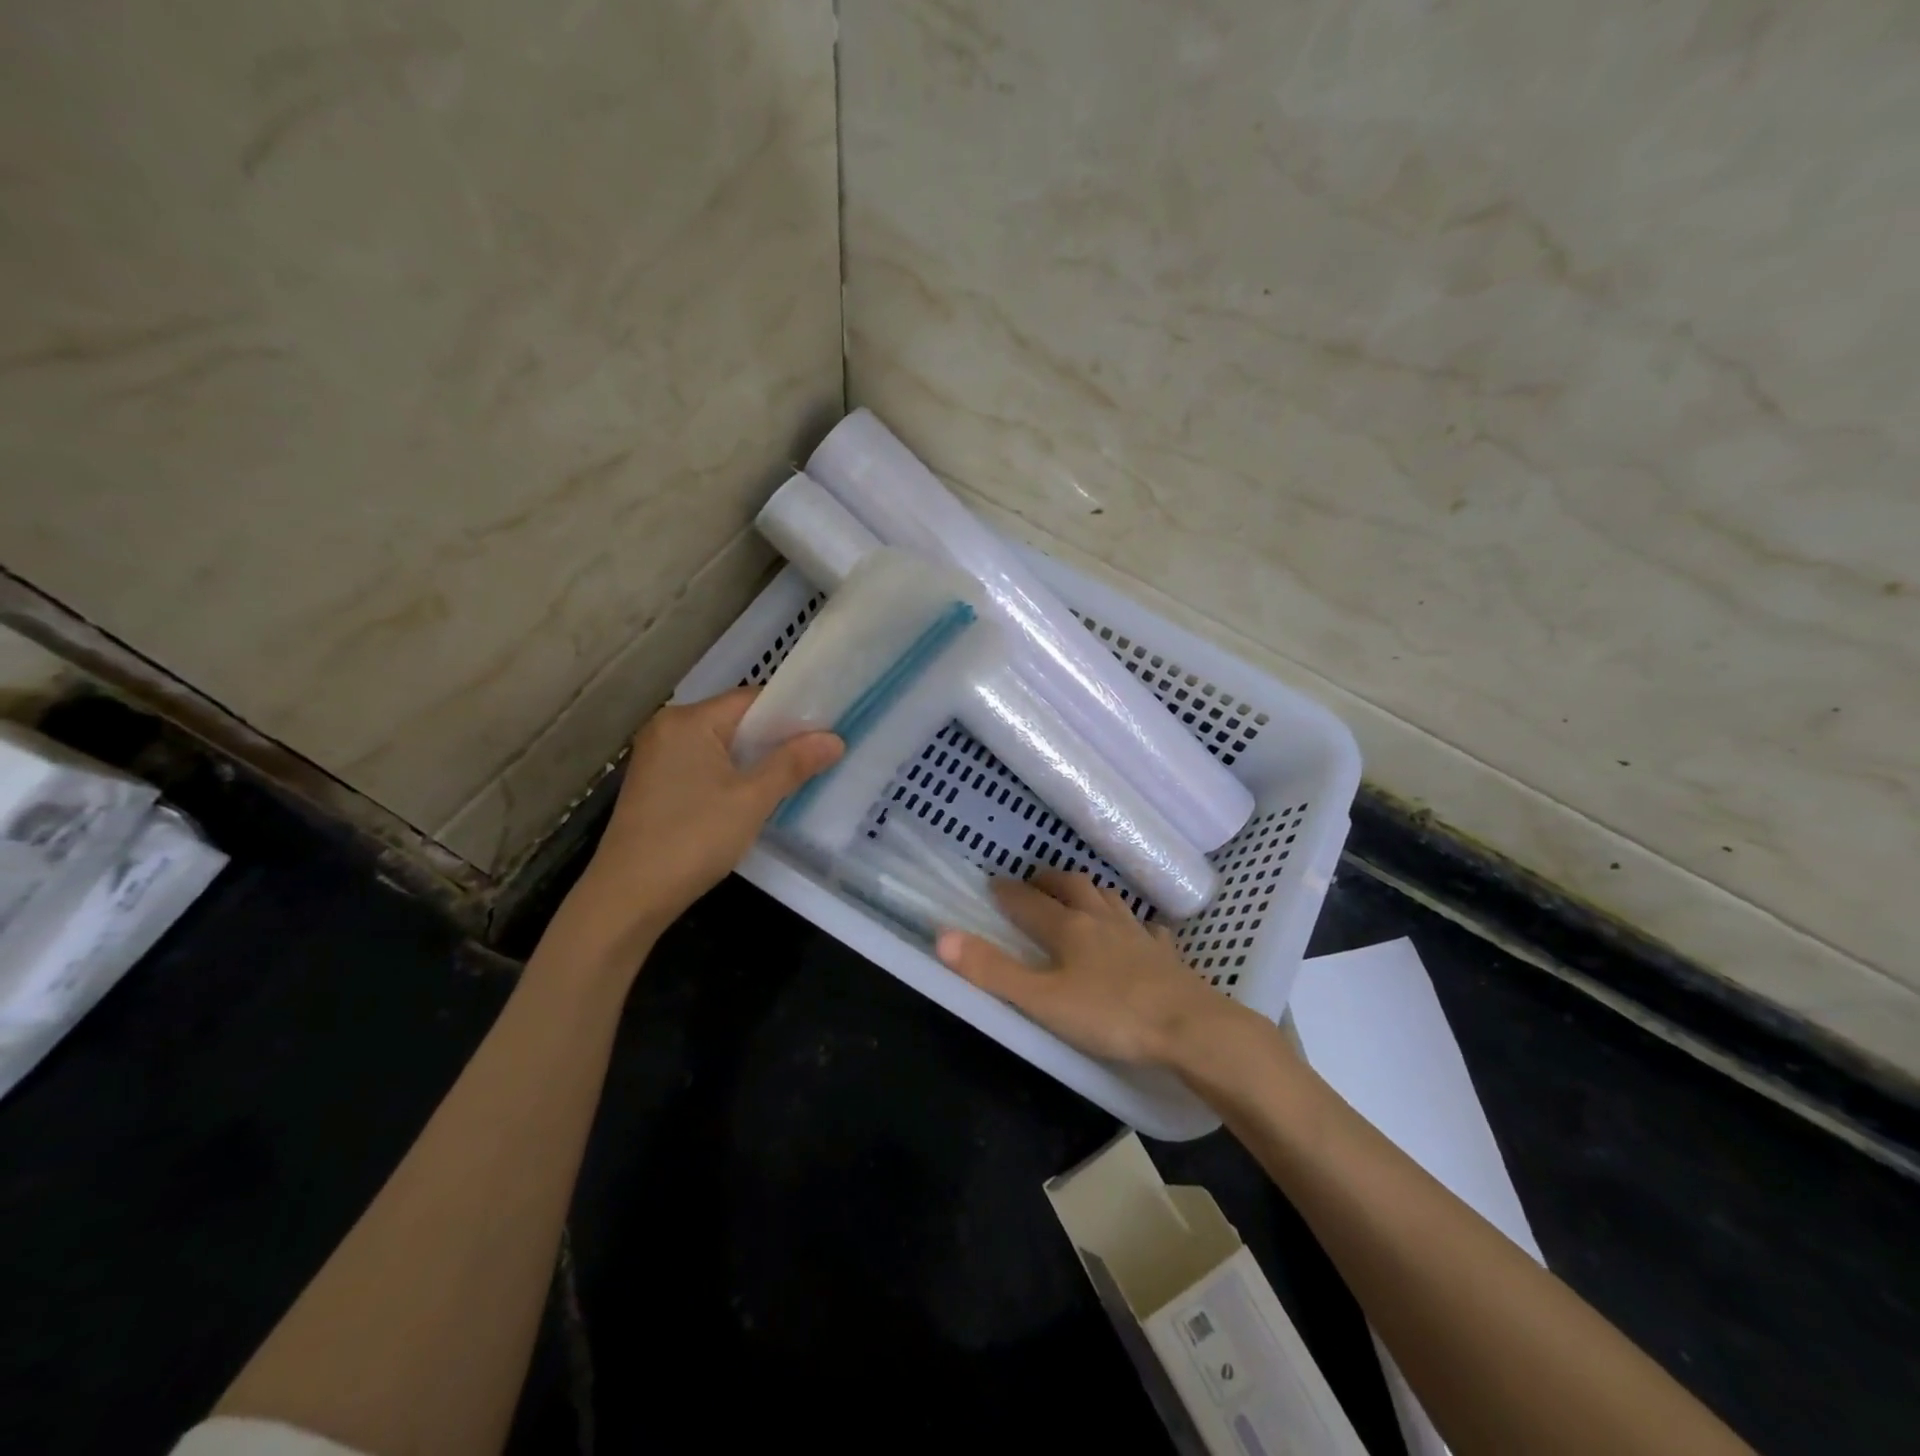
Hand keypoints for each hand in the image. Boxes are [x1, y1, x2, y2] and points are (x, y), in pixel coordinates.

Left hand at [561, 687, 841, 964]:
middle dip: (775, 738)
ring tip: (793, 775)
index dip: (792, 713)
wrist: (628, 897)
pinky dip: (731, 774)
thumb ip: (793, 764)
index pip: (751, 700)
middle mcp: (667, 728)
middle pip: (735, 720)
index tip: (826, 731)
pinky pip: (704, 764)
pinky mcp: (655, 784)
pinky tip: (753, 795)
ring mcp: (657, 756)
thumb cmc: (693, 839)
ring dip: (755, 759)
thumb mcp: (752, 800)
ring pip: (721, 745)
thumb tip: (834, 739)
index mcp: (688, 721)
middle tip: (817, 755)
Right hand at [935, 870, 1248, 1067]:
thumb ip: (993, 971)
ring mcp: (1138, 935)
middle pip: (1073, 887)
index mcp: (1069, 929)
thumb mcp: (1042, 1000)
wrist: (1190, 1028)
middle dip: (1049, 881)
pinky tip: (1141, 933)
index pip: (1030, 902)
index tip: (993, 884)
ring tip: (1080, 896)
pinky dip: (1137, 926)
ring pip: (1109, 900)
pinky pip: (1148, 930)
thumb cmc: (1110, 1015)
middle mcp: (1102, 921)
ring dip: (1089, 892)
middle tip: (1034, 882)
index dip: (1008, 892)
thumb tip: (942, 937)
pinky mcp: (1166, 956)